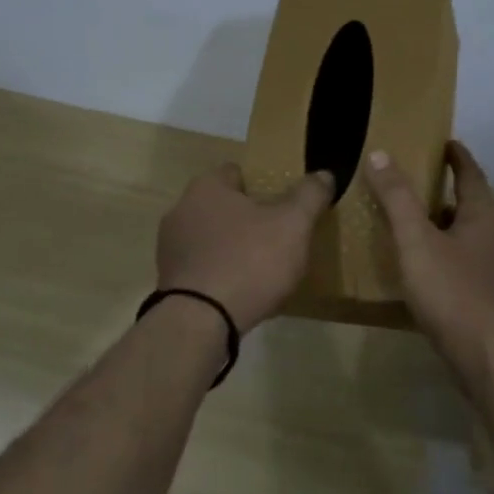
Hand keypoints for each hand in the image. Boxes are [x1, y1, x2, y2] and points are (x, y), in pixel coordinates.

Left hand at [156, 165, 334, 331]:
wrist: (200, 321)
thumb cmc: (249, 261)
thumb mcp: (293, 224)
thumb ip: (309, 195)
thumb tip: (324, 174)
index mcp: (207, 187)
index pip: (237, 172)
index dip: (262, 184)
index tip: (282, 204)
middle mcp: (181, 209)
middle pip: (222, 206)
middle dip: (246, 218)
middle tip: (276, 236)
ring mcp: (170, 247)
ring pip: (211, 237)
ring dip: (231, 247)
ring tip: (261, 269)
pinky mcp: (169, 279)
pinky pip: (202, 267)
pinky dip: (220, 273)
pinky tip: (240, 292)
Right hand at [365, 142, 493, 389]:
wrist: (491, 359)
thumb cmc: (454, 292)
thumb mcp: (417, 240)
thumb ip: (398, 198)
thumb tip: (380, 154)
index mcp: (484, 218)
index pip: (472, 175)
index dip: (457, 157)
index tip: (446, 142)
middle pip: (472, 208)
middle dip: (447, 194)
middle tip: (417, 185)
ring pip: (468, 240)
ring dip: (445, 229)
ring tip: (414, 228)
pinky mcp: (491, 303)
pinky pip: (465, 268)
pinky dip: (445, 259)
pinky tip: (425, 274)